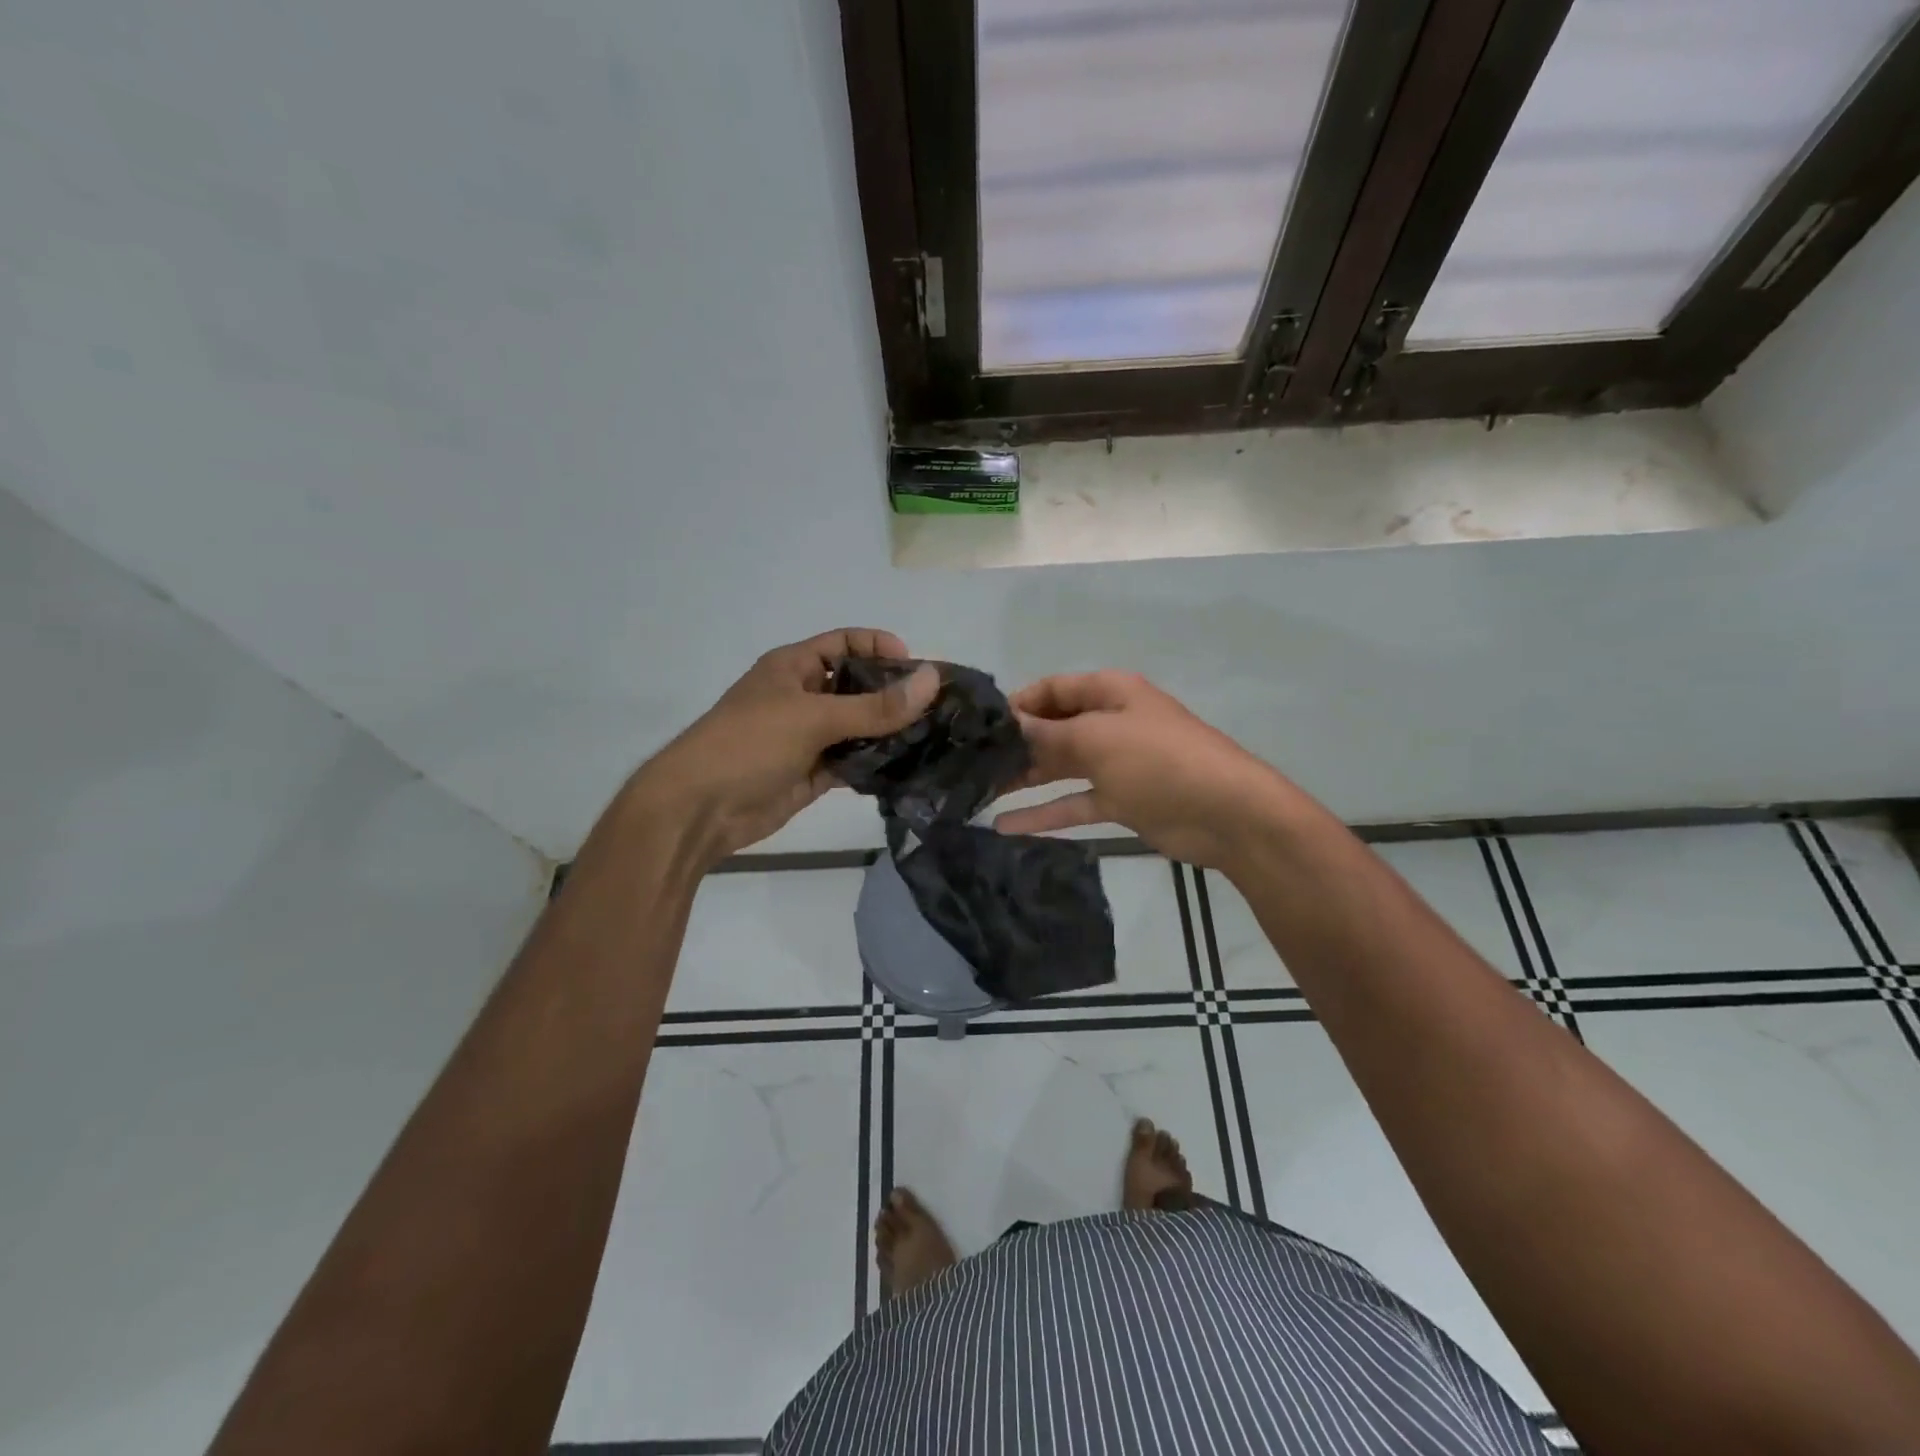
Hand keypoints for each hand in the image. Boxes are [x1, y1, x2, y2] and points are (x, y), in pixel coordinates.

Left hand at [620, 629, 938, 868]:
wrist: (700, 810)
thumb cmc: (749, 744)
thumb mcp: (813, 717)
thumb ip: (875, 705)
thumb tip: (932, 680)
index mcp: (793, 667)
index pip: (845, 643)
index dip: (880, 647)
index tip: (917, 668)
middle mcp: (803, 697)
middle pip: (857, 686)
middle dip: (894, 694)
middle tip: (937, 708)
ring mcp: (808, 737)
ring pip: (858, 727)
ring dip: (889, 732)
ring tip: (934, 738)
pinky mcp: (813, 773)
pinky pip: (853, 761)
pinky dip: (876, 763)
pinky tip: (908, 767)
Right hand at [993, 671, 1290, 869]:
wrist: (1226, 814)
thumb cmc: (1159, 760)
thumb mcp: (1097, 740)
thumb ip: (1047, 735)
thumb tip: (1006, 726)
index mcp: (1109, 693)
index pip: (1052, 689)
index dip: (1017, 704)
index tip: (978, 726)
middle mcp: (1109, 722)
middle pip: (1053, 728)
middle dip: (1014, 745)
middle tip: (970, 765)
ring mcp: (1115, 763)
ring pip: (1059, 767)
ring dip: (1023, 778)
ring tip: (977, 792)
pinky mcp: (1119, 800)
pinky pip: (1073, 801)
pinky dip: (1044, 813)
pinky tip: (1005, 825)